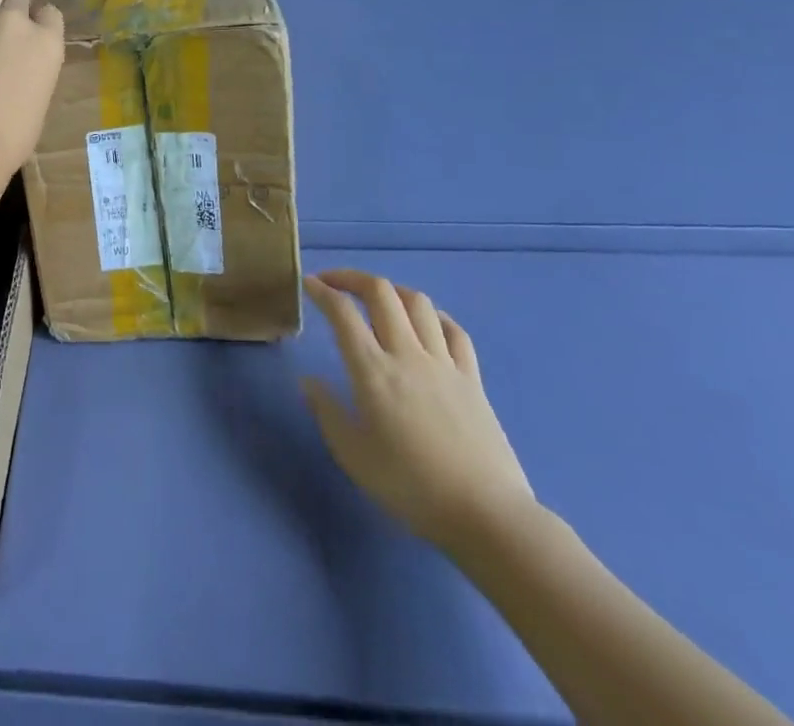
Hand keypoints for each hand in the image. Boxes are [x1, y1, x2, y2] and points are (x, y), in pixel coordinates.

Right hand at [303, 270, 535, 549]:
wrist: (486, 516)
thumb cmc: (410, 487)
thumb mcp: (352, 455)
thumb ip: (326, 411)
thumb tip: (309, 381)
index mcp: (373, 370)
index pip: (342, 313)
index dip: (322, 291)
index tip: (308, 284)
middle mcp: (407, 354)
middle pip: (381, 292)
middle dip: (352, 278)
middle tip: (334, 283)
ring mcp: (444, 363)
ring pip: (418, 302)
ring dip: (392, 290)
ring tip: (377, 298)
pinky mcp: (472, 379)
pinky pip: (454, 330)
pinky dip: (434, 316)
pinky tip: (425, 323)